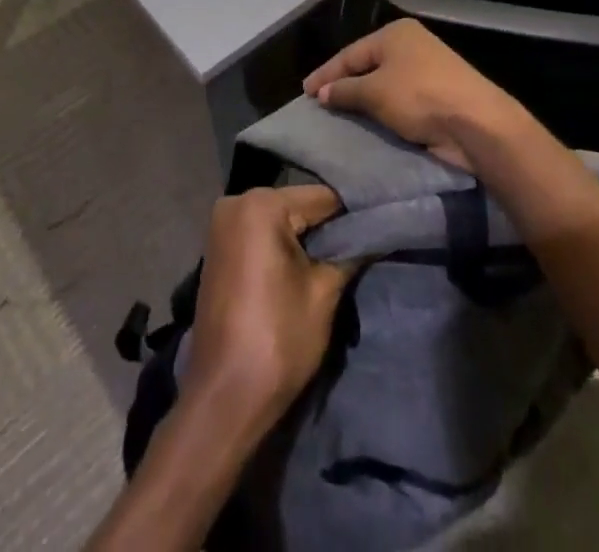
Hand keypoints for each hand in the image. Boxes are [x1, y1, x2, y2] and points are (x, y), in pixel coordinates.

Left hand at [185, 185, 351, 426]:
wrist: (224, 400)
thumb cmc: (277, 340)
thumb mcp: (324, 294)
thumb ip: (349, 253)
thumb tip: (375, 232)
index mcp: (261, 204)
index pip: (323, 198)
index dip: (353, 216)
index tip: (379, 229)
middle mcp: (236, 202)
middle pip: (299, 206)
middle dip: (328, 228)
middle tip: (362, 248)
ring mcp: (222, 226)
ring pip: (281, 221)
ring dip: (306, 239)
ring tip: (339, 259)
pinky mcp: (219, 250)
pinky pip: (262, 236)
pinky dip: (283, 248)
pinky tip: (305, 267)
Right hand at [303, 19, 527, 171]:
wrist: (475, 123)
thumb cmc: (419, 97)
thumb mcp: (374, 92)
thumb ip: (344, 90)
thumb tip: (322, 92)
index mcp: (395, 34)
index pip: (350, 53)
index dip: (326, 73)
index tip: (305, 92)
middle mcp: (411, 45)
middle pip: (367, 65)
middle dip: (343, 84)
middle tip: (319, 103)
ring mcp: (426, 69)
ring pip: (383, 84)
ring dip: (362, 100)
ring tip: (338, 115)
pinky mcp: (437, 95)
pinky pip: (399, 100)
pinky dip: (382, 110)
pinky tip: (368, 122)